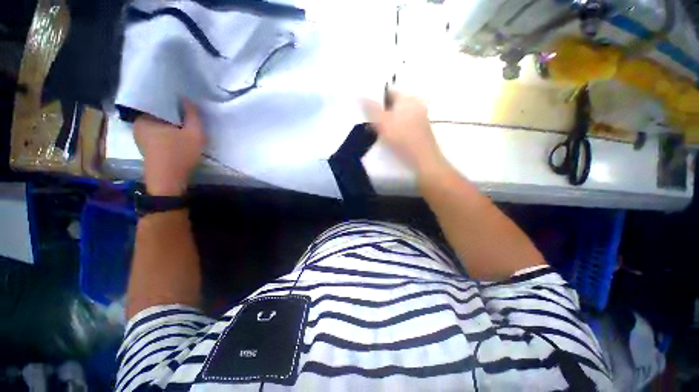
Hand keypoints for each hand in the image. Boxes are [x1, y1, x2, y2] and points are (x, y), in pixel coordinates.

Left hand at [134, 99, 204, 195]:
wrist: (168, 180)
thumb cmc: (180, 154)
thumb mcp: (195, 133)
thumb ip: (193, 114)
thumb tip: (187, 99)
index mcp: (146, 116)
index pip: (159, 101)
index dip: (174, 101)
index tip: (186, 103)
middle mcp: (138, 123)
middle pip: (158, 112)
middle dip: (172, 112)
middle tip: (187, 114)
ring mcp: (140, 135)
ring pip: (157, 123)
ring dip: (170, 123)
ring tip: (184, 124)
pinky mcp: (144, 146)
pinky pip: (156, 132)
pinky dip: (166, 132)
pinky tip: (177, 136)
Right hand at [364, 92, 444, 173]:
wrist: (423, 159)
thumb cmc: (402, 139)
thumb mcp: (382, 123)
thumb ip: (371, 109)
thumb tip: (359, 95)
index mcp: (407, 98)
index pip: (389, 92)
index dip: (376, 99)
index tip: (368, 110)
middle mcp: (416, 104)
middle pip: (394, 104)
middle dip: (382, 112)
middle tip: (371, 122)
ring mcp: (421, 117)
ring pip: (400, 115)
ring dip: (389, 121)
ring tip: (380, 132)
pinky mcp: (421, 130)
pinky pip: (405, 124)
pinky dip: (397, 128)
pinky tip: (392, 138)